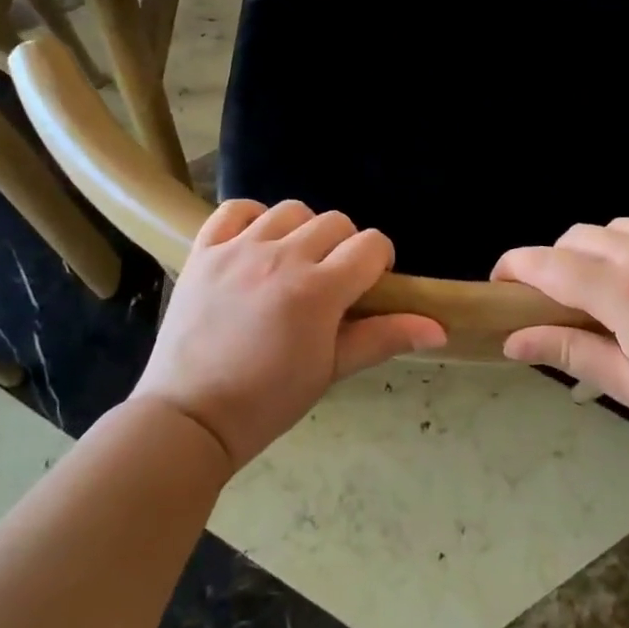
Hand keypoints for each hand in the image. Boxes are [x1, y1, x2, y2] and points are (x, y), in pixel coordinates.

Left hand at [133, 200, 445, 470]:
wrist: (188, 417)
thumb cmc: (267, 402)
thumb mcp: (330, 371)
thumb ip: (383, 338)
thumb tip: (439, 328)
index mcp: (318, 290)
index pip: (370, 245)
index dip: (379, 261)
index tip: (369, 285)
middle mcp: (282, 257)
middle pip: (335, 222)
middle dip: (344, 246)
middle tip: (331, 281)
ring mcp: (239, 249)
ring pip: (290, 210)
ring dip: (302, 230)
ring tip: (292, 262)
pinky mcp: (204, 250)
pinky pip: (235, 209)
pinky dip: (251, 218)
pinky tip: (256, 243)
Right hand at [494, 214, 628, 451]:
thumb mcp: (628, 383)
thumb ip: (568, 350)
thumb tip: (512, 338)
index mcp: (621, 290)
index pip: (547, 264)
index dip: (515, 266)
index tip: (501, 279)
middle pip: (578, 237)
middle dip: (559, 261)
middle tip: (567, 296)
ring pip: (618, 225)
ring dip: (604, 248)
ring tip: (617, 282)